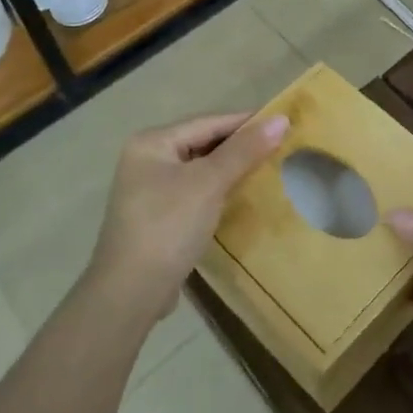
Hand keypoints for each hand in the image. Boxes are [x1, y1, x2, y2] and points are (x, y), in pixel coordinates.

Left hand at [91, 112, 288, 321]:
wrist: (130, 293)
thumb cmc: (168, 226)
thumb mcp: (209, 183)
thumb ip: (244, 150)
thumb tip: (281, 119)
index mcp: (151, 142)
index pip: (207, 122)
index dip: (245, 122)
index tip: (282, 122)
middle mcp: (146, 159)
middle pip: (202, 143)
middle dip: (239, 145)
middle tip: (279, 145)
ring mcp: (148, 189)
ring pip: (199, 168)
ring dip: (230, 168)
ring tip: (267, 167)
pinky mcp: (157, 216)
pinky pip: (194, 190)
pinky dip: (217, 189)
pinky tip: (239, 195)